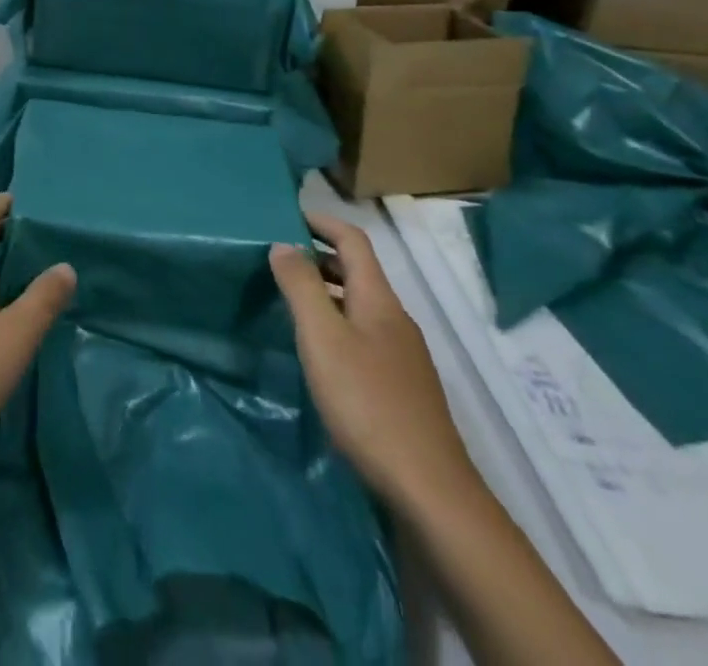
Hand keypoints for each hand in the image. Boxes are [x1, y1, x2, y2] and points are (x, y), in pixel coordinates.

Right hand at [271, 210, 476, 516]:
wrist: (429, 490)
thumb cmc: (367, 403)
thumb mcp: (322, 338)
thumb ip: (301, 287)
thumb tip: (284, 244)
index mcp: (379, 298)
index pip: (353, 240)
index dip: (322, 222)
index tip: (287, 216)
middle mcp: (395, 318)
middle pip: (357, 271)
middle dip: (319, 257)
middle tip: (278, 260)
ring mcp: (403, 355)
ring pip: (360, 305)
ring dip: (327, 292)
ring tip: (290, 302)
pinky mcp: (403, 387)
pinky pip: (365, 335)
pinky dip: (338, 324)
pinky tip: (321, 353)